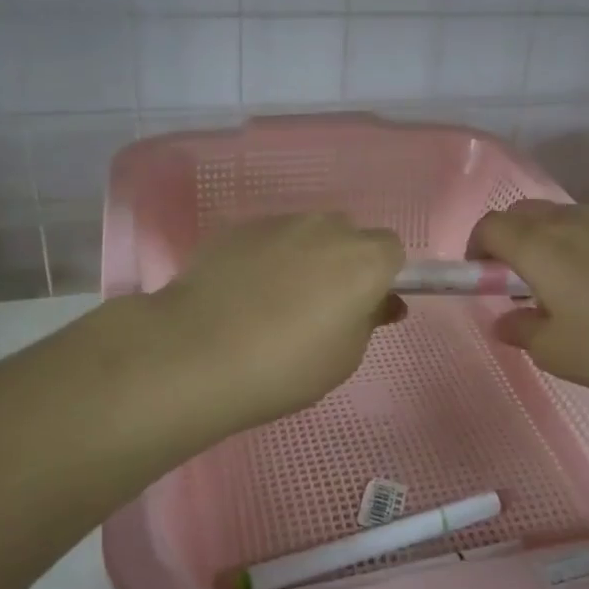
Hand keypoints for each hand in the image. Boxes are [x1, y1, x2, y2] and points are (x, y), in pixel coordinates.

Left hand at [150, 213, 405, 434]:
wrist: (197, 353)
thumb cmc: (287, 366)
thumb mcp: (345, 357)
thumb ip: (368, 321)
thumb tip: (378, 302)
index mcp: (364, 259)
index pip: (390, 251)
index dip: (381, 278)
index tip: (364, 308)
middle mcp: (325, 228)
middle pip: (346, 236)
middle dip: (341, 264)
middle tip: (320, 308)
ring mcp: (277, 223)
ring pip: (303, 235)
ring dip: (301, 259)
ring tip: (271, 304)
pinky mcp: (235, 229)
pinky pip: (264, 241)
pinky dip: (262, 260)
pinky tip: (240, 296)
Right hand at [467, 200, 588, 415]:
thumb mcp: (558, 352)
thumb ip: (522, 331)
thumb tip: (505, 319)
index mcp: (539, 245)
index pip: (490, 225)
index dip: (476, 249)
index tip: (480, 280)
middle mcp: (570, 223)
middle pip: (522, 213)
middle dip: (506, 239)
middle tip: (512, 282)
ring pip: (559, 217)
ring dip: (542, 240)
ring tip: (555, 286)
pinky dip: (575, 245)